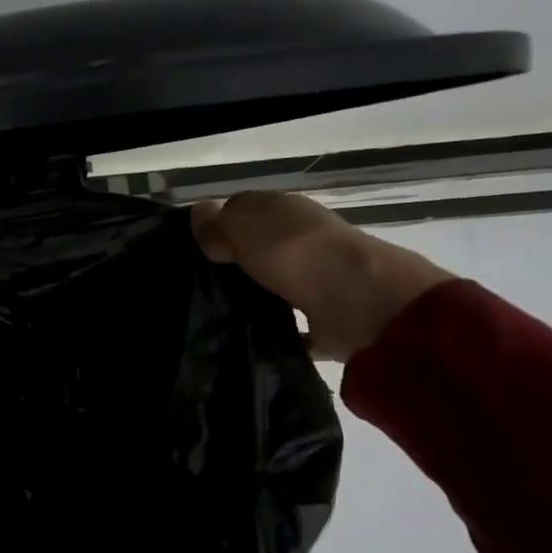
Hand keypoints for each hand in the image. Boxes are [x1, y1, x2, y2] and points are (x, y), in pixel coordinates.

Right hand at [191, 192, 454, 361]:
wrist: (358, 302)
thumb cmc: (294, 253)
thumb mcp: (242, 227)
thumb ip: (217, 223)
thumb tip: (198, 215)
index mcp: (286, 211)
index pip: (245, 209)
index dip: (219, 226)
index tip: (193, 252)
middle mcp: (304, 241)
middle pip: (260, 249)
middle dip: (234, 265)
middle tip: (197, 288)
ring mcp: (317, 280)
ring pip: (276, 285)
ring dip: (255, 297)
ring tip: (215, 317)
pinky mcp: (325, 320)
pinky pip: (293, 326)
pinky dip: (278, 333)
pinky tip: (248, 342)